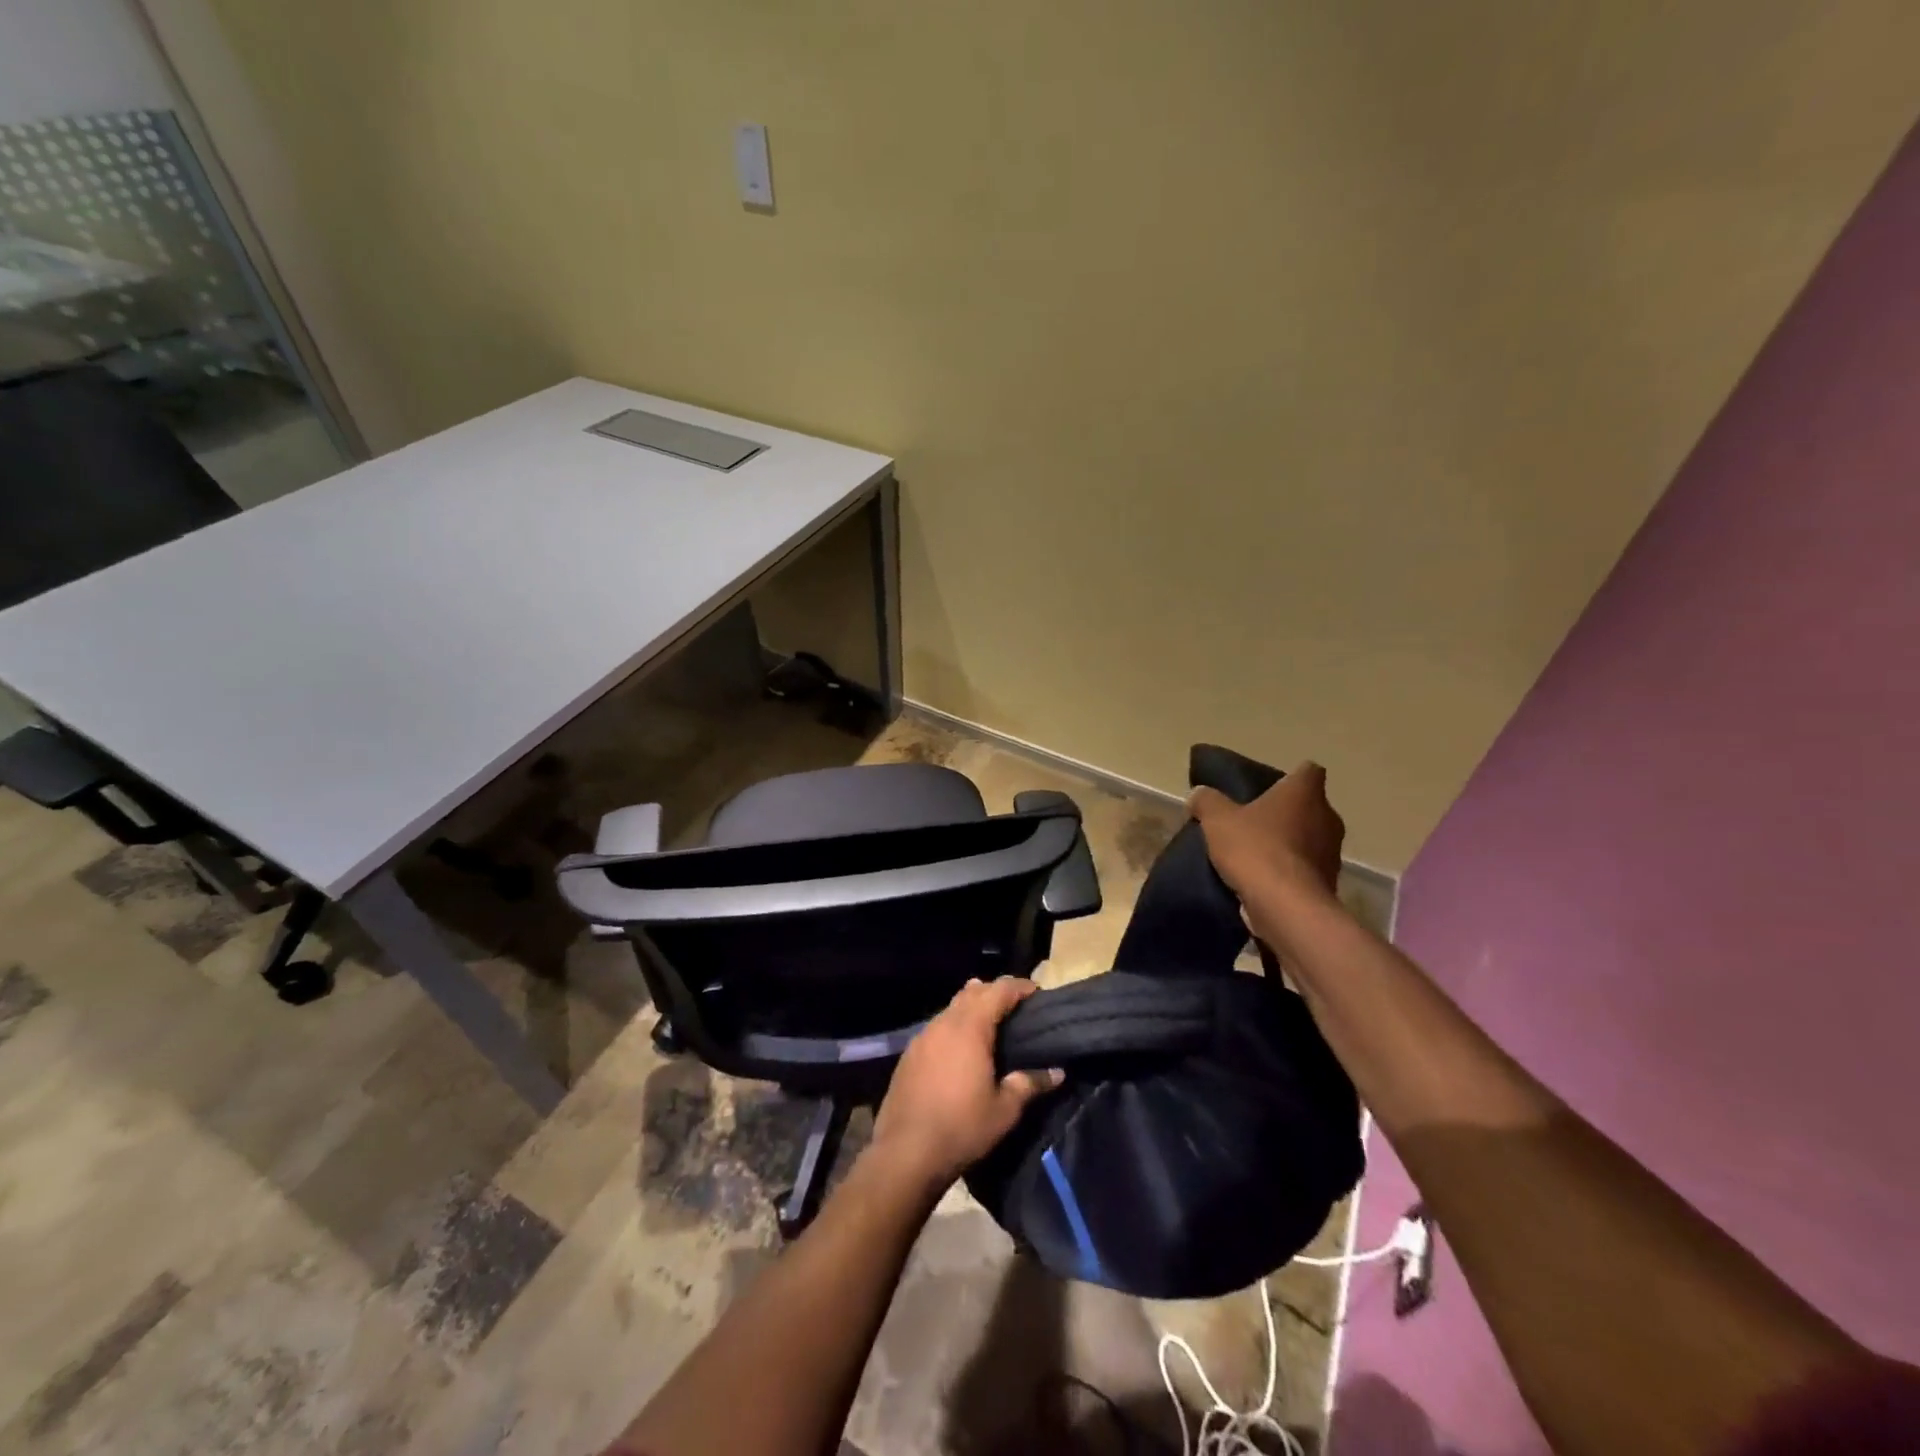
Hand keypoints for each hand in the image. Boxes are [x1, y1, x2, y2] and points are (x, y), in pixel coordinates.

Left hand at [870, 978, 1063, 1189]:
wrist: (906, 1152)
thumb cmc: (962, 1127)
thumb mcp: (1005, 1109)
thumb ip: (1030, 1084)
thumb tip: (1057, 1072)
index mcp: (970, 1027)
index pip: (998, 990)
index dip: (1019, 987)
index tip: (1037, 992)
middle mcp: (944, 1022)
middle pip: (972, 992)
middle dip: (995, 992)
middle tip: (1016, 1007)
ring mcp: (923, 1036)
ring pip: (952, 1008)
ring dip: (972, 1008)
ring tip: (991, 1025)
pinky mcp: (909, 1053)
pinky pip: (937, 1027)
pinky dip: (954, 1027)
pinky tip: (961, 1049)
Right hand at [1188, 760, 1344, 903]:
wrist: (1286, 907)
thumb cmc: (1255, 849)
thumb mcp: (1217, 820)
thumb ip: (1207, 801)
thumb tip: (1199, 794)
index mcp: (1304, 793)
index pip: (1309, 771)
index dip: (1290, 777)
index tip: (1269, 787)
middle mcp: (1327, 817)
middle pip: (1309, 806)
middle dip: (1286, 812)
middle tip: (1254, 820)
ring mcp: (1332, 853)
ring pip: (1310, 838)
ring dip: (1289, 843)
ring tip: (1256, 853)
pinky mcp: (1329, 883)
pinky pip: (1306, 868)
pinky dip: (1290, 870)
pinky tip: (1264, 880)